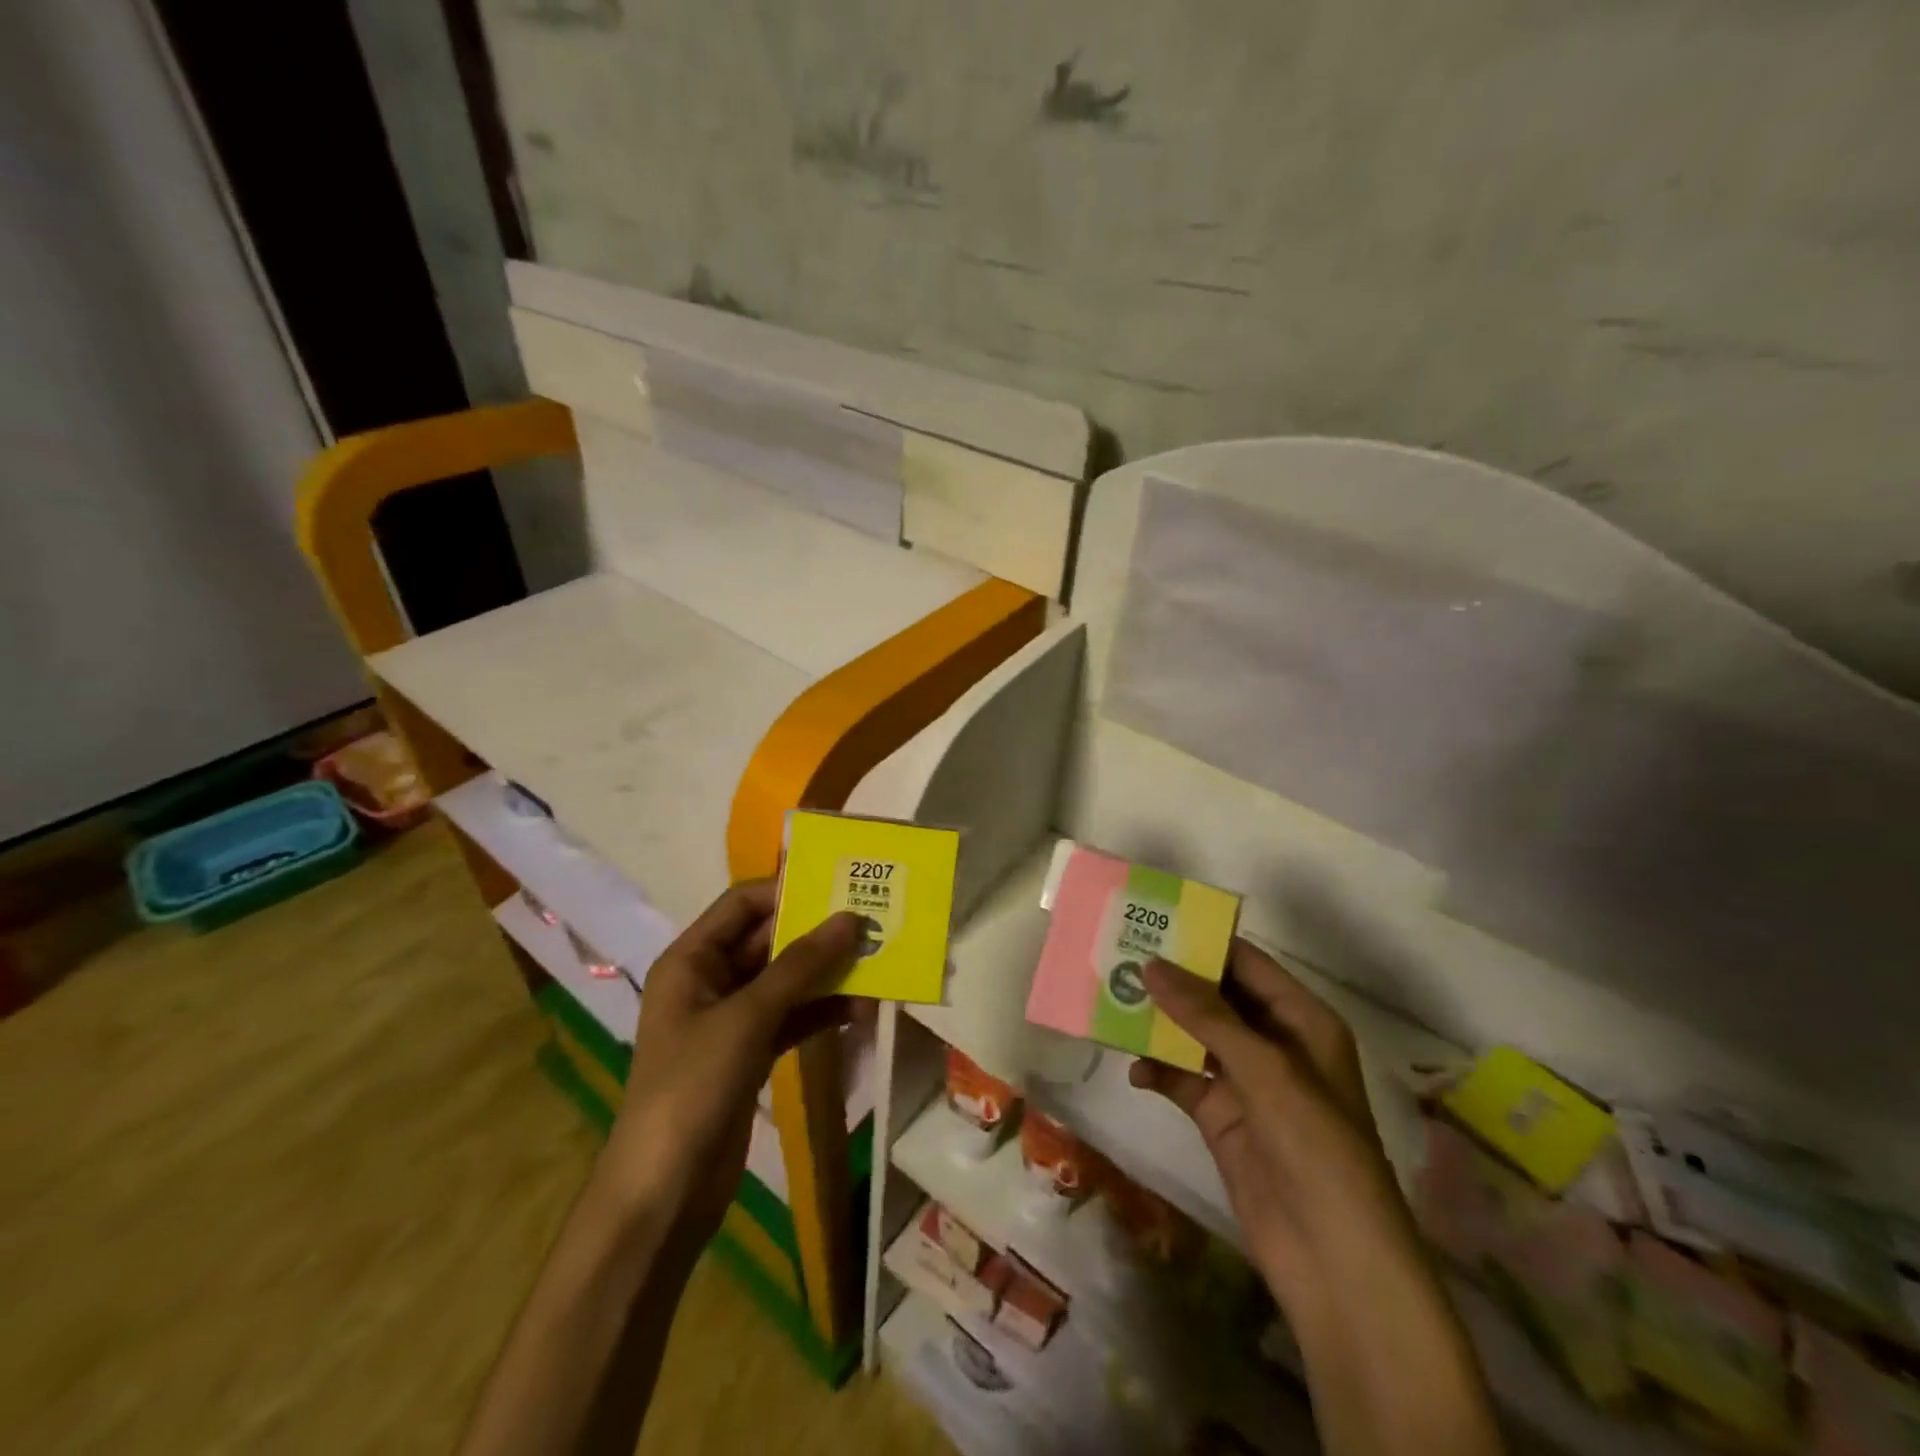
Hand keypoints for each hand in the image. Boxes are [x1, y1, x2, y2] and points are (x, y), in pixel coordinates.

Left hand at [595, 880, 861, 1242]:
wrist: (663, 1193)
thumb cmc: (693, 1086)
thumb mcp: (748, 1017)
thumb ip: (801, 965)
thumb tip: (851, 917)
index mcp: (692, 959)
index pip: (743, 904)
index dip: (789, 890)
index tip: (841, 886)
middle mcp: (710, 980)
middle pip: (769, 940)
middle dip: (818, 934)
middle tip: (873, 924)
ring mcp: (732, 1019)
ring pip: (786, 980)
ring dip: (827, 975)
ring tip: (878, 966)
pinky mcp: (750, 1053)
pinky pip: (792, 1017)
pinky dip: (822, 1012)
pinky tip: (860, 1011)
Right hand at [1128, 939, 1417, 1310]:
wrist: (1334, 1261)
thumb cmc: (1316, 1147)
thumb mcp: (1265, 1070)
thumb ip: (1206, 1015)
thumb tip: (1151, 964)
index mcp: (1301, 1021)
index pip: (1246, 964)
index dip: (1202, 942)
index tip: (1151, 922)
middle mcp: (1274, 1044)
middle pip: (1215, 996)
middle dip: (1171, 980)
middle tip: (1118, 956)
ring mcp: (1246, 1083)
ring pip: (1194, 1036)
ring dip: (1158, 1023)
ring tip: (1111, 1001)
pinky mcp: (1222, 1119)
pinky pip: (1183, 1080)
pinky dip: (1158, 1071)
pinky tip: (1134, 1070)